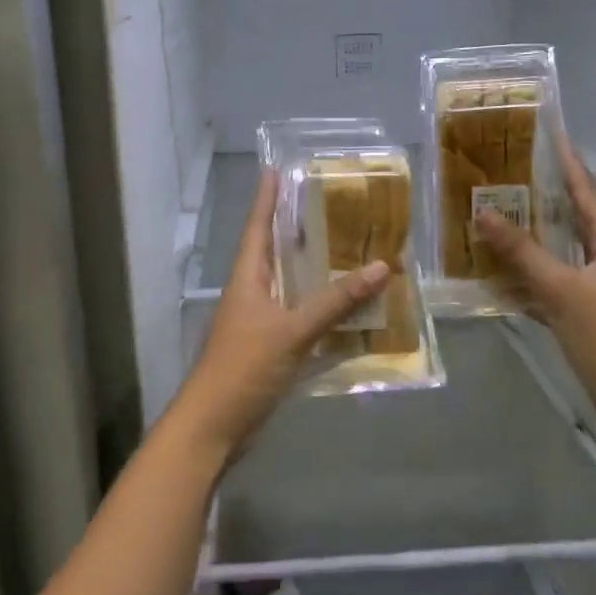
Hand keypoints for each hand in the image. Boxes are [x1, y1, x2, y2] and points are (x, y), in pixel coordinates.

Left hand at [169, 169, 389, 462]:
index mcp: (247, 278)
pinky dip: (320, 308)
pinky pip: (299, 317)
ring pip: (289, 285)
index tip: (275, 168)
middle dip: (297, 229)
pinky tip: (346, 308)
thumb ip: (335, 300)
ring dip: (313, 270)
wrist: (215, 426)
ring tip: (346, 248)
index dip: (266, 198)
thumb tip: (380, 266)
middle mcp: (251, 293)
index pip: (257, 227)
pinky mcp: (268, 348)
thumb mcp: (293, 330)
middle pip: (274, 252)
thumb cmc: (245, 367)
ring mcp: (258, 322)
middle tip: (328, 205)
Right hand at [475, 141, 595, 413]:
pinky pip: (559, 276)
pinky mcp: (591, 307)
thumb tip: (483, 214)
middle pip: (575, 216)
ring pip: (565, 247)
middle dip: (544, 196)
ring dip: (536, 234)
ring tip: (502, 212)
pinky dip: (535, 269)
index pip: (586, 191)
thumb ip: (520, 251)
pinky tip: (506, 268)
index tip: (550, 135)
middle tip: (511, 173)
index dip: (566, 163)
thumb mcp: (558, 287)